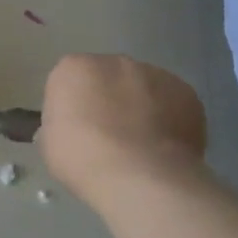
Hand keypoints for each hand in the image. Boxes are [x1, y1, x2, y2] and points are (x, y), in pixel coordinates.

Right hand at [38, 54, 206, 210]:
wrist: (140, 176)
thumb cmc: (81, 157)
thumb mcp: (49, 141)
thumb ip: (61, 122)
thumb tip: (73, 127)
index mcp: (74, 68)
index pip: (70, 79)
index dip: (72, 104)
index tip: (75, 128)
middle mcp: (116, 62)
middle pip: (109, 77)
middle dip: (109, 98)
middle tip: (108, 134)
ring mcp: (156, 74)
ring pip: (144, 88)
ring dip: (141, 106)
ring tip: (141, 143)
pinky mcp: (188, 94)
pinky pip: (172, 104)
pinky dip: (168, 119)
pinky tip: (163, 146)